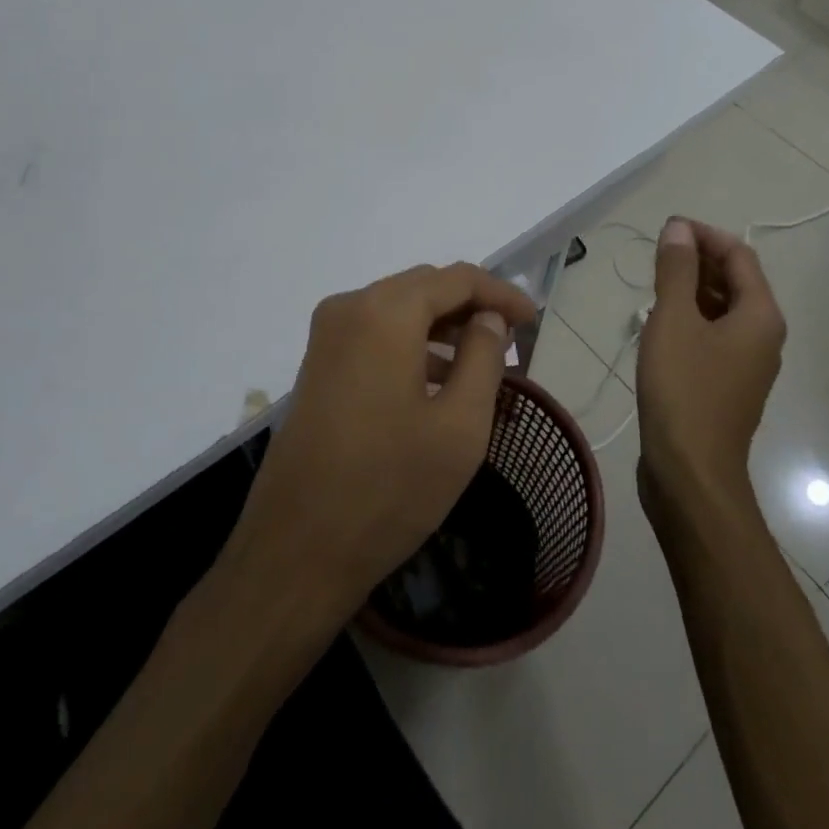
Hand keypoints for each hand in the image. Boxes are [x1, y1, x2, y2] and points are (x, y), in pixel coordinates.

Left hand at [225, 263, 538, 626]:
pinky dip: (412, 344)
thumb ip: (484, 357)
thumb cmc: (390, 487)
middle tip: (510, 339)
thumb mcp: (460, 425)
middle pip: (424, 288)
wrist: (297, 550)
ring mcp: (327, 336)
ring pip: (398, 309)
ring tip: (482, 363)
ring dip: (442, 327)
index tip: (532, 320)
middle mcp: (349, 307)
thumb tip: (487, 317)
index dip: (500, 293)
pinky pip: (375, 334)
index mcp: (385, 312)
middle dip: (470, 306)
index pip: (456, 278)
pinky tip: (438, 382)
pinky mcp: (318, 364)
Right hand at [635, 218, 785, 514]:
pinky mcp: (727, 385)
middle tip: (654, 256)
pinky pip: (713, 336)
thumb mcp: (674, 320)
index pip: (739, 255)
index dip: (704, 235)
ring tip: (651, 286)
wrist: (690, 473)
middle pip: (734, 281)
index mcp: (760, 315)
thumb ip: (676, 270)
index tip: (666, 229)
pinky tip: (658, 325)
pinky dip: (690, 319)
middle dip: (697, 261)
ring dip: (690, 290)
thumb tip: (678, 228)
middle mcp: (762, 336)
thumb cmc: (683, 390)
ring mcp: (746, 363)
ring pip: (722, 310)